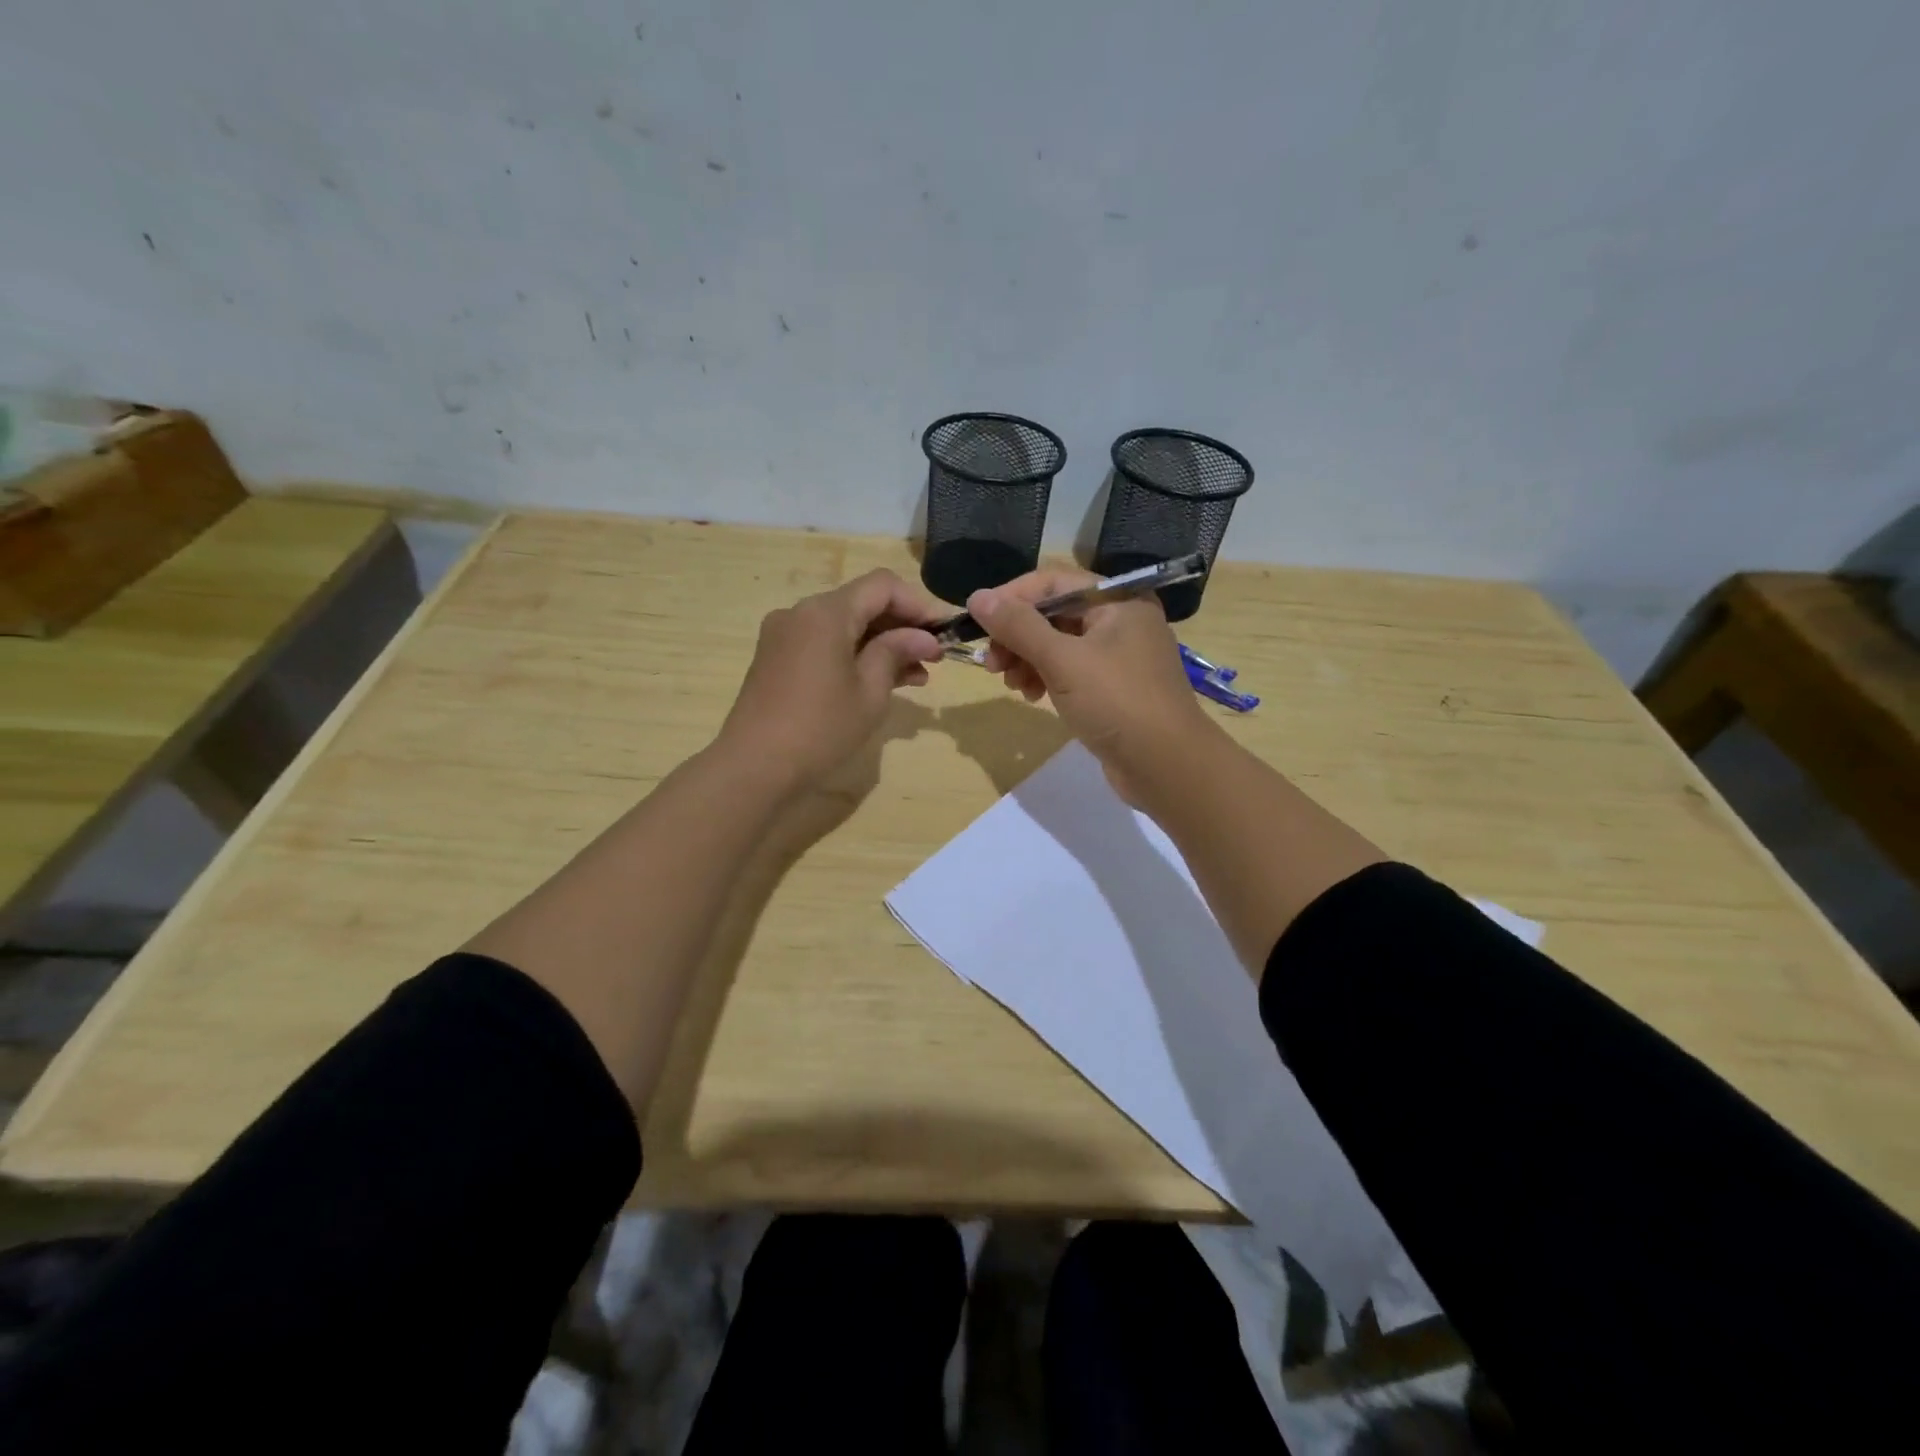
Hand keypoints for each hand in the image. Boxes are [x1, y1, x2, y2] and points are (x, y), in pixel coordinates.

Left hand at [718, 569, 944, 791]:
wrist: (754, 766)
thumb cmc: (820, 728)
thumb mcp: (870, 691)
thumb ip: (897, 653)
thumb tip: (924, 638)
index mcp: (826, 612)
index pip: (882, 586)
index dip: (918, 604)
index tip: (942, 633)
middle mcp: (801, 612)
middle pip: (862, 603)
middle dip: (901, 626)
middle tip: (934, 658)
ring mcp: (784, 635)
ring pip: (844, 626)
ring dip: (880, 644)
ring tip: (916, 677)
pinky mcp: (776, 658)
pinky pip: (824, 644)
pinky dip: (854, 655)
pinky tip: (879, 681)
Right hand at [967, 569, 1216, 802]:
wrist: (1167, 766)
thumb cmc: (1116, 702)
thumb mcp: (1062, 660)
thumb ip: (1018, 626)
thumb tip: (978, 596)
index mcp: (1118, 600)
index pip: (1053, 582)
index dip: (1012, 598)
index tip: (979, 623)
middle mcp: (1121, 620)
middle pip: (1054, 614)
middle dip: (1018, 636)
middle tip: (992, 665)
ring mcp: (1119, 656)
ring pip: (1059, 645)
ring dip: (1028, 659)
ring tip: (1012, 686)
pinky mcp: (1114, 688)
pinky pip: (1071, 671)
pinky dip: (1047, 678)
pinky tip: (1032, 697)